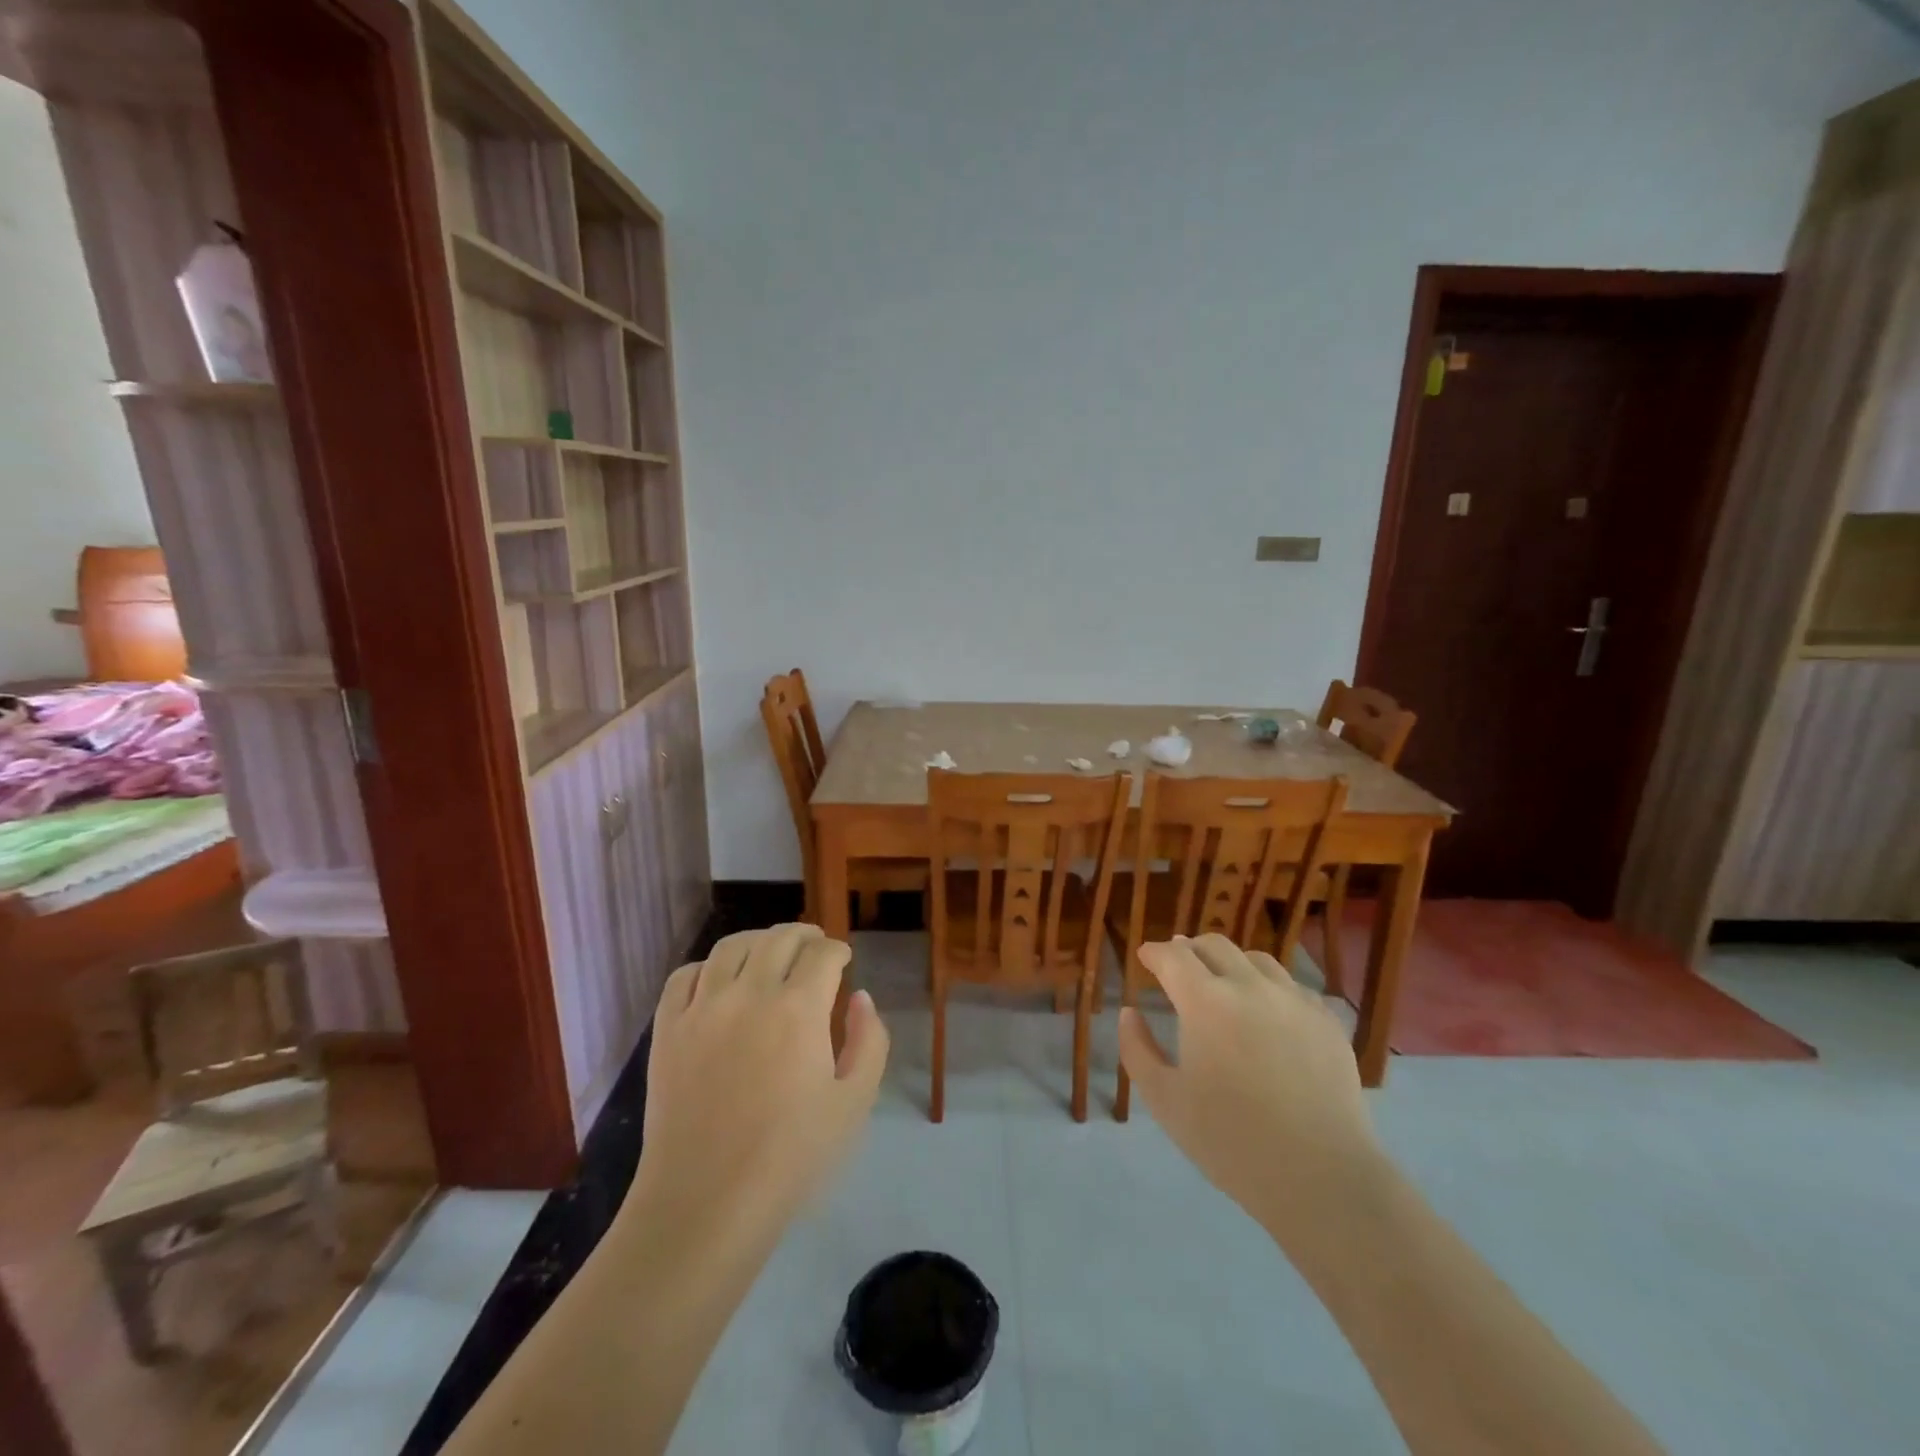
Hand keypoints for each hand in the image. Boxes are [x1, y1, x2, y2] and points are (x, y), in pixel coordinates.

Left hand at [625, 924, 889, 1252]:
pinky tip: (718, 980)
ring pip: (731, 947)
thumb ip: (869, 1041)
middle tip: (814, 945)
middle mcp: (750, 994)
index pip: (823, 954)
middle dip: (804, 935)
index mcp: (799, 1009)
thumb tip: (860, 998)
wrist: (705, 1204)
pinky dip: (706, 967)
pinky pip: (684, 976)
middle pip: (779, 939)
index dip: (838, 951)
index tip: (843, 960)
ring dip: (758, 940)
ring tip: (769, 951)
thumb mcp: (854, 1103)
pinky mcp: (667, 1030)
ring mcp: (702, 1009)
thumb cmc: (790, 1158)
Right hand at [1118, 934, 1381, 1253]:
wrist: (1321, 1176)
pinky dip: (1268, 986)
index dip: (1155, 952)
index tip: (1145, 957)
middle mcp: (1250, 986)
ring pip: (1256, 959)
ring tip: (1223, 983)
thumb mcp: (1165, 1101)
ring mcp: (1294, 1000)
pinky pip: (1291, 986)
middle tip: (1179, 967)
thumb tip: (1129, 1012)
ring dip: (1230, 963)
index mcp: (1205, 1001)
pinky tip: (1267, 1012)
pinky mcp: (1327, 1021)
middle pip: (1214, 945)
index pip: (1173, 956)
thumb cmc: (1231, 1141)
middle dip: (1189, 949)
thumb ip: (1137, 1050)